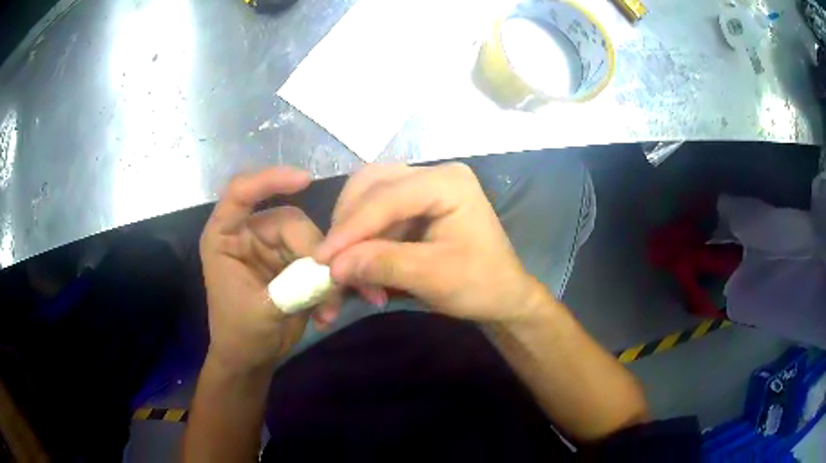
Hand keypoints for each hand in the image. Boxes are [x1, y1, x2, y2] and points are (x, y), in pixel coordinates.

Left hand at [200, 167, 326, 372]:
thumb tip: (330, 266)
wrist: (251, 359)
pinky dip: (329, 284)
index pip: (240, 194)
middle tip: (330, 284)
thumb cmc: (240, 335)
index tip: (305, 180)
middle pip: (289, 222)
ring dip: (325, 274)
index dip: (269, 180)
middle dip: (313, 252)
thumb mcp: (261, 312)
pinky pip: (319, 261)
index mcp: (225, 237)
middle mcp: (249, 234)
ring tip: (328, 307)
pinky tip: (327, 310)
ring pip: (311, 241)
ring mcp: (273, 247)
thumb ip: (293, 287)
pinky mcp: (292, 262)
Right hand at [315, 163, 542, 323]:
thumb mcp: (433, 278)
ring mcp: (423, 186)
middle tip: (333, 262)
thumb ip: (382, 265)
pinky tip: (363, 265)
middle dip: (348, 225)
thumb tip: (333, 265)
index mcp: (448, 182)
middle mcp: (433, 174)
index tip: (322, 259)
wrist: (504, 294)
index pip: (387, 197)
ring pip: (368, 197)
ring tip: (350, 270)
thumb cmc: (480, 284)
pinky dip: (364, 239)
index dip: (351, 228)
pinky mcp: (415, 204)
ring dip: (353, 233)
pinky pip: (376, 213)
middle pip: (370, 185)